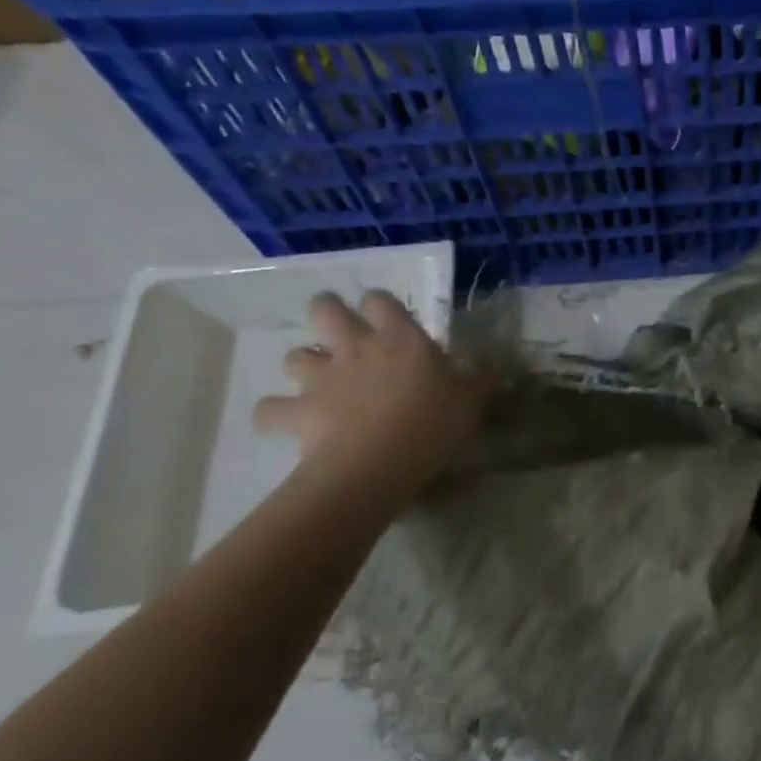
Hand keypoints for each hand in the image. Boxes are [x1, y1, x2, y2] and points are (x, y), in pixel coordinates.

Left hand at [255, 289, 486, 493]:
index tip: (387, 317)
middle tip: (336, 327)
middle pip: (325, 310)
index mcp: (400, 338)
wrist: (382, 458)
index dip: (380, 305)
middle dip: (326, 311)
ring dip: (302, 364)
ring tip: (314, 381)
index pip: (381, 301)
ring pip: (294, 356)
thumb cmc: (434, 421)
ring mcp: (322, 378)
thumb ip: (477, 382)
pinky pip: (269, 410)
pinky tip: (283, 422)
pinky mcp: (298, 411)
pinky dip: (273, 414)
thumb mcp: (471, 400)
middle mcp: (356, 347)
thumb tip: (491, 372)